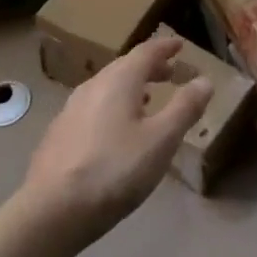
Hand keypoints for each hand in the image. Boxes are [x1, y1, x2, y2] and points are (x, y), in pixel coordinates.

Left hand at [21, 35, 212, 243]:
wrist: (51, 211)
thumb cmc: (114, 171)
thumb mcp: (161, 141)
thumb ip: (184, 108)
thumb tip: (205, 80)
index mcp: (119, 80)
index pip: (146, 51)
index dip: (165, 47)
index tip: (180, 44)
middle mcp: (93, 86)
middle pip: (125, 67)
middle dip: (150, 67)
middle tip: (170, 72)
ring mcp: (71, 109)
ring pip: (108, 87)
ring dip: (131, 87)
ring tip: (148, 99)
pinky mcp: (59, 133)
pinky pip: (94, 106)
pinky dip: (113, 106)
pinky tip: (116, 129)